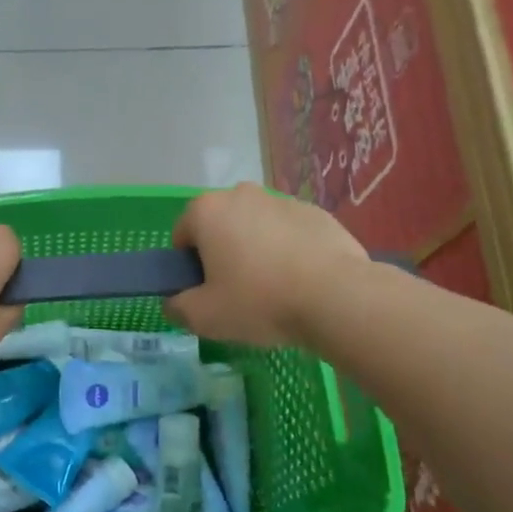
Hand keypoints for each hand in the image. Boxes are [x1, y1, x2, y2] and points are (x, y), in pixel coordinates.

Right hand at [163, 183, 367, 346]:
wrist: (337, 298)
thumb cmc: (259, 301)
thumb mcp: (203, 317)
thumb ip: (177, 308)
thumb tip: (174, 303)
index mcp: (206, 211)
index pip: (182, 236)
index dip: (187, 267)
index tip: (205, 293)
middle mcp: (241, 194)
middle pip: (219, 227)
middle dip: (222, 254)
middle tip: (236, 293)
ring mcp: (282, 200)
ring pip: (255, 228)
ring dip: (255, 251)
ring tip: (273, 291)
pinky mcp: (317, 213)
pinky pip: (289, 233)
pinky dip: (288, 252)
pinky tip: (300, 283)